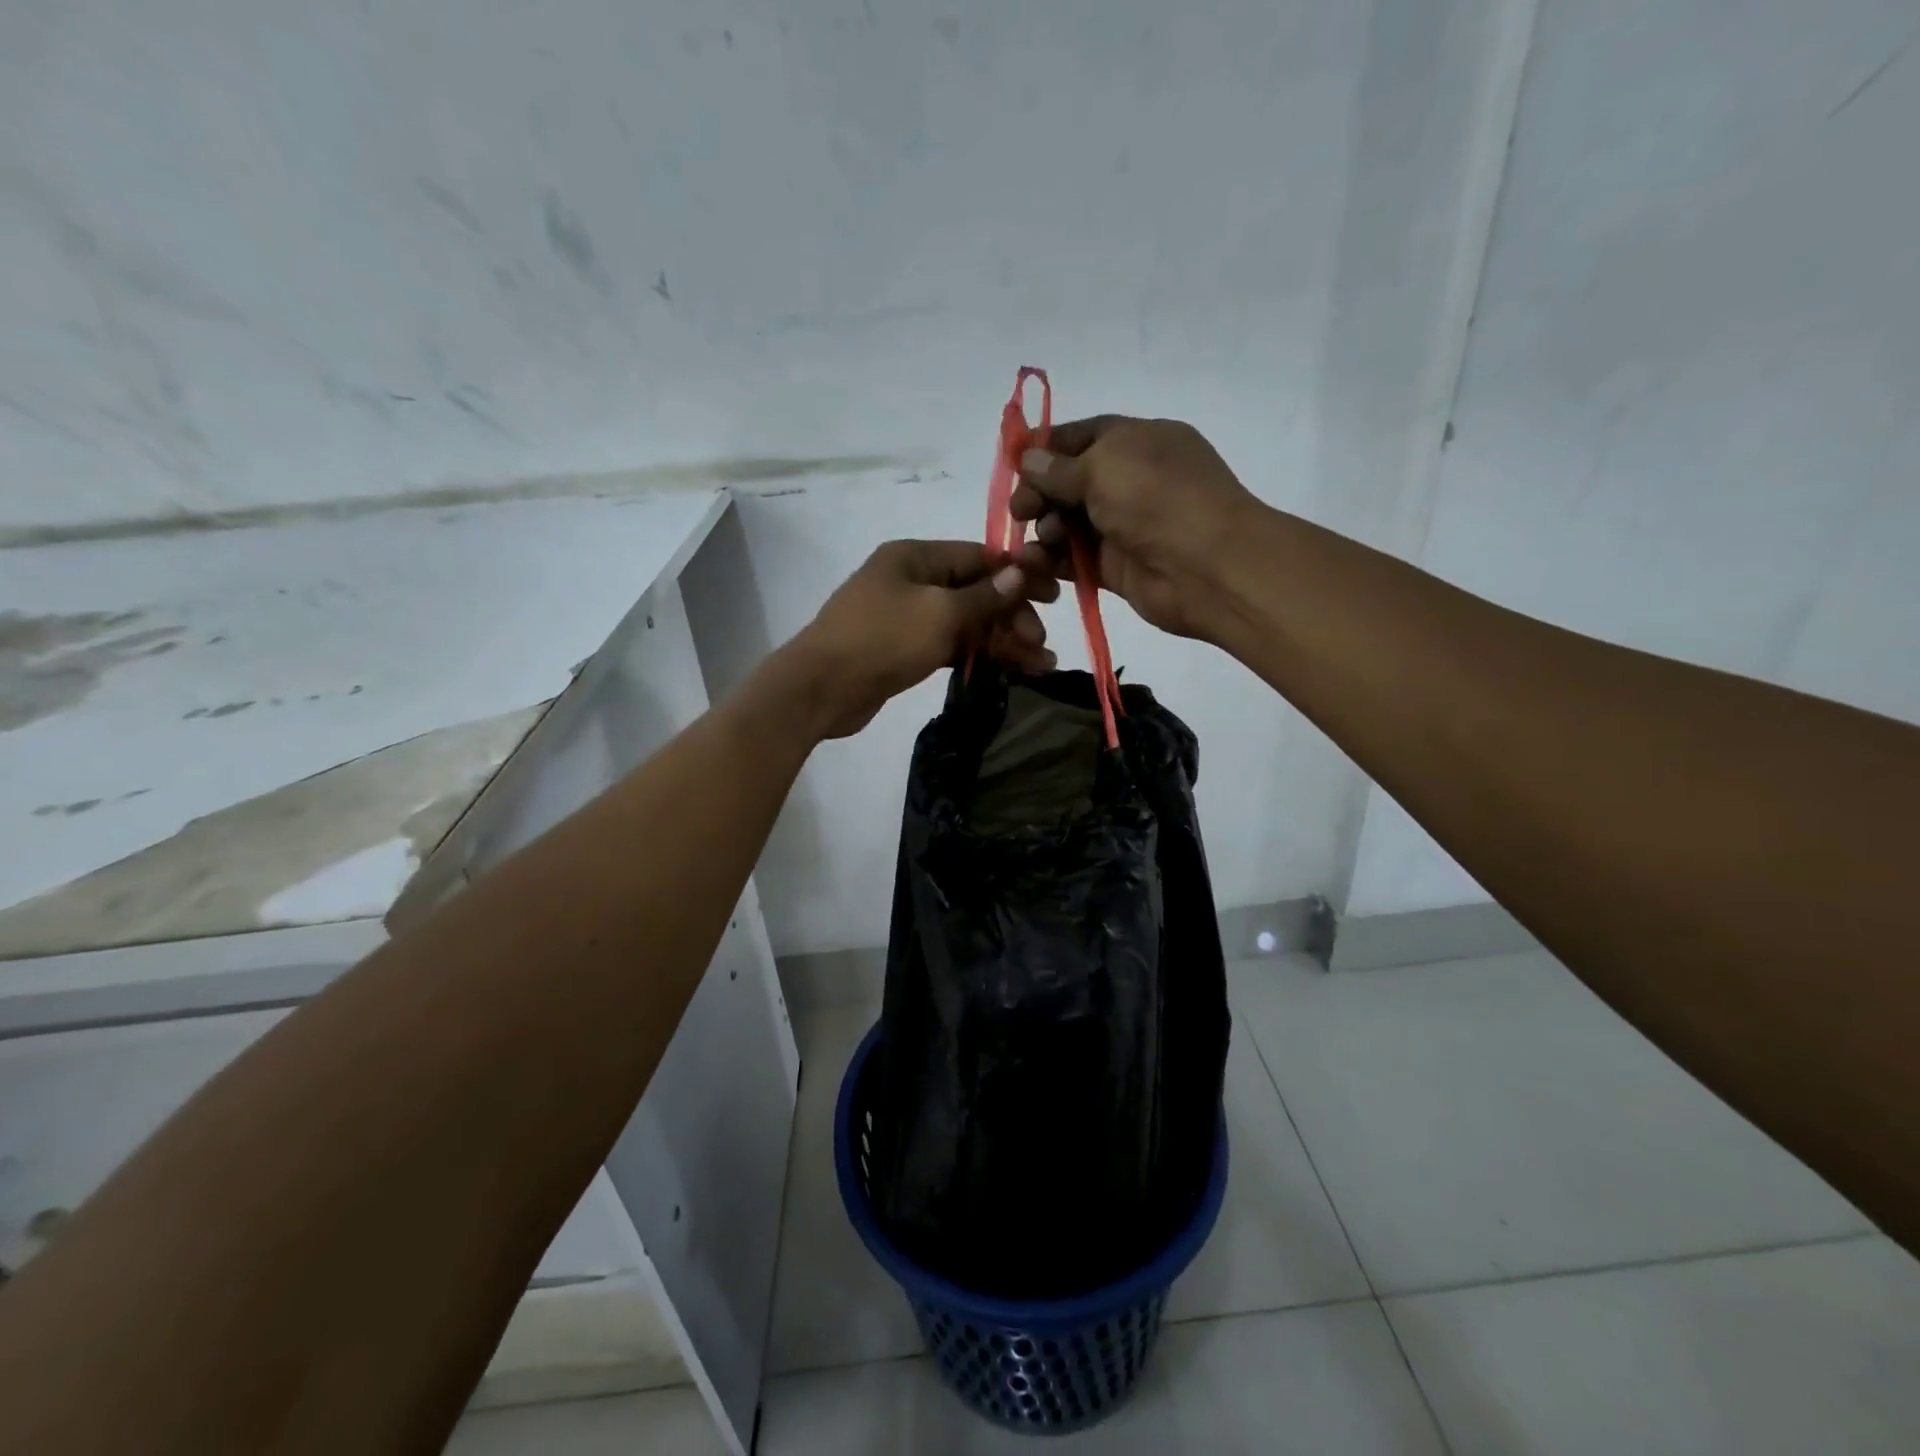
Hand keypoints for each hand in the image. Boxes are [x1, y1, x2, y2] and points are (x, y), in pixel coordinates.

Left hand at [779, 539, 1058, 738]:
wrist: (821, 689)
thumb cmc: (882, 639)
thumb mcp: (939, 613)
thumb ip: (983, 597)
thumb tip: (1018, 575)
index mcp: (915, 557)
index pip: (977, 556)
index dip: (1017, 574)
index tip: (1053, 594)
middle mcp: (912, 580)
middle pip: (974, 591)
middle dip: (1012, 615)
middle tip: (1041, 642)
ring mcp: (907, 617)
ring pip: (965, 622)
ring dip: (1002, 640)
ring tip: (1041, 665)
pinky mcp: (904, 649)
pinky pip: (950, 645)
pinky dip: (978, 655)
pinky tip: (1009, 669)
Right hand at [1010, 416, 1263, 640]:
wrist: (1207, 567)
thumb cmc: (1158, 500)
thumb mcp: (1104, 467)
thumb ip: (1060, 468)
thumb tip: (1028, 458)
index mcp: (1136, 441)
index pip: (1081, 437)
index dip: (1045, 449)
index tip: (1012, 466)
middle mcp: (1130, 480)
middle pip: (1069, 482)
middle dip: (1040, 493)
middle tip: (1021, 512)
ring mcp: (1124, 525)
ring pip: (1069, 523)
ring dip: (1044, 529)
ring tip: (1040, 541)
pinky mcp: (1116, 566)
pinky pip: (1075, 559)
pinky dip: (1053, 560)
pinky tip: (1035, 564)